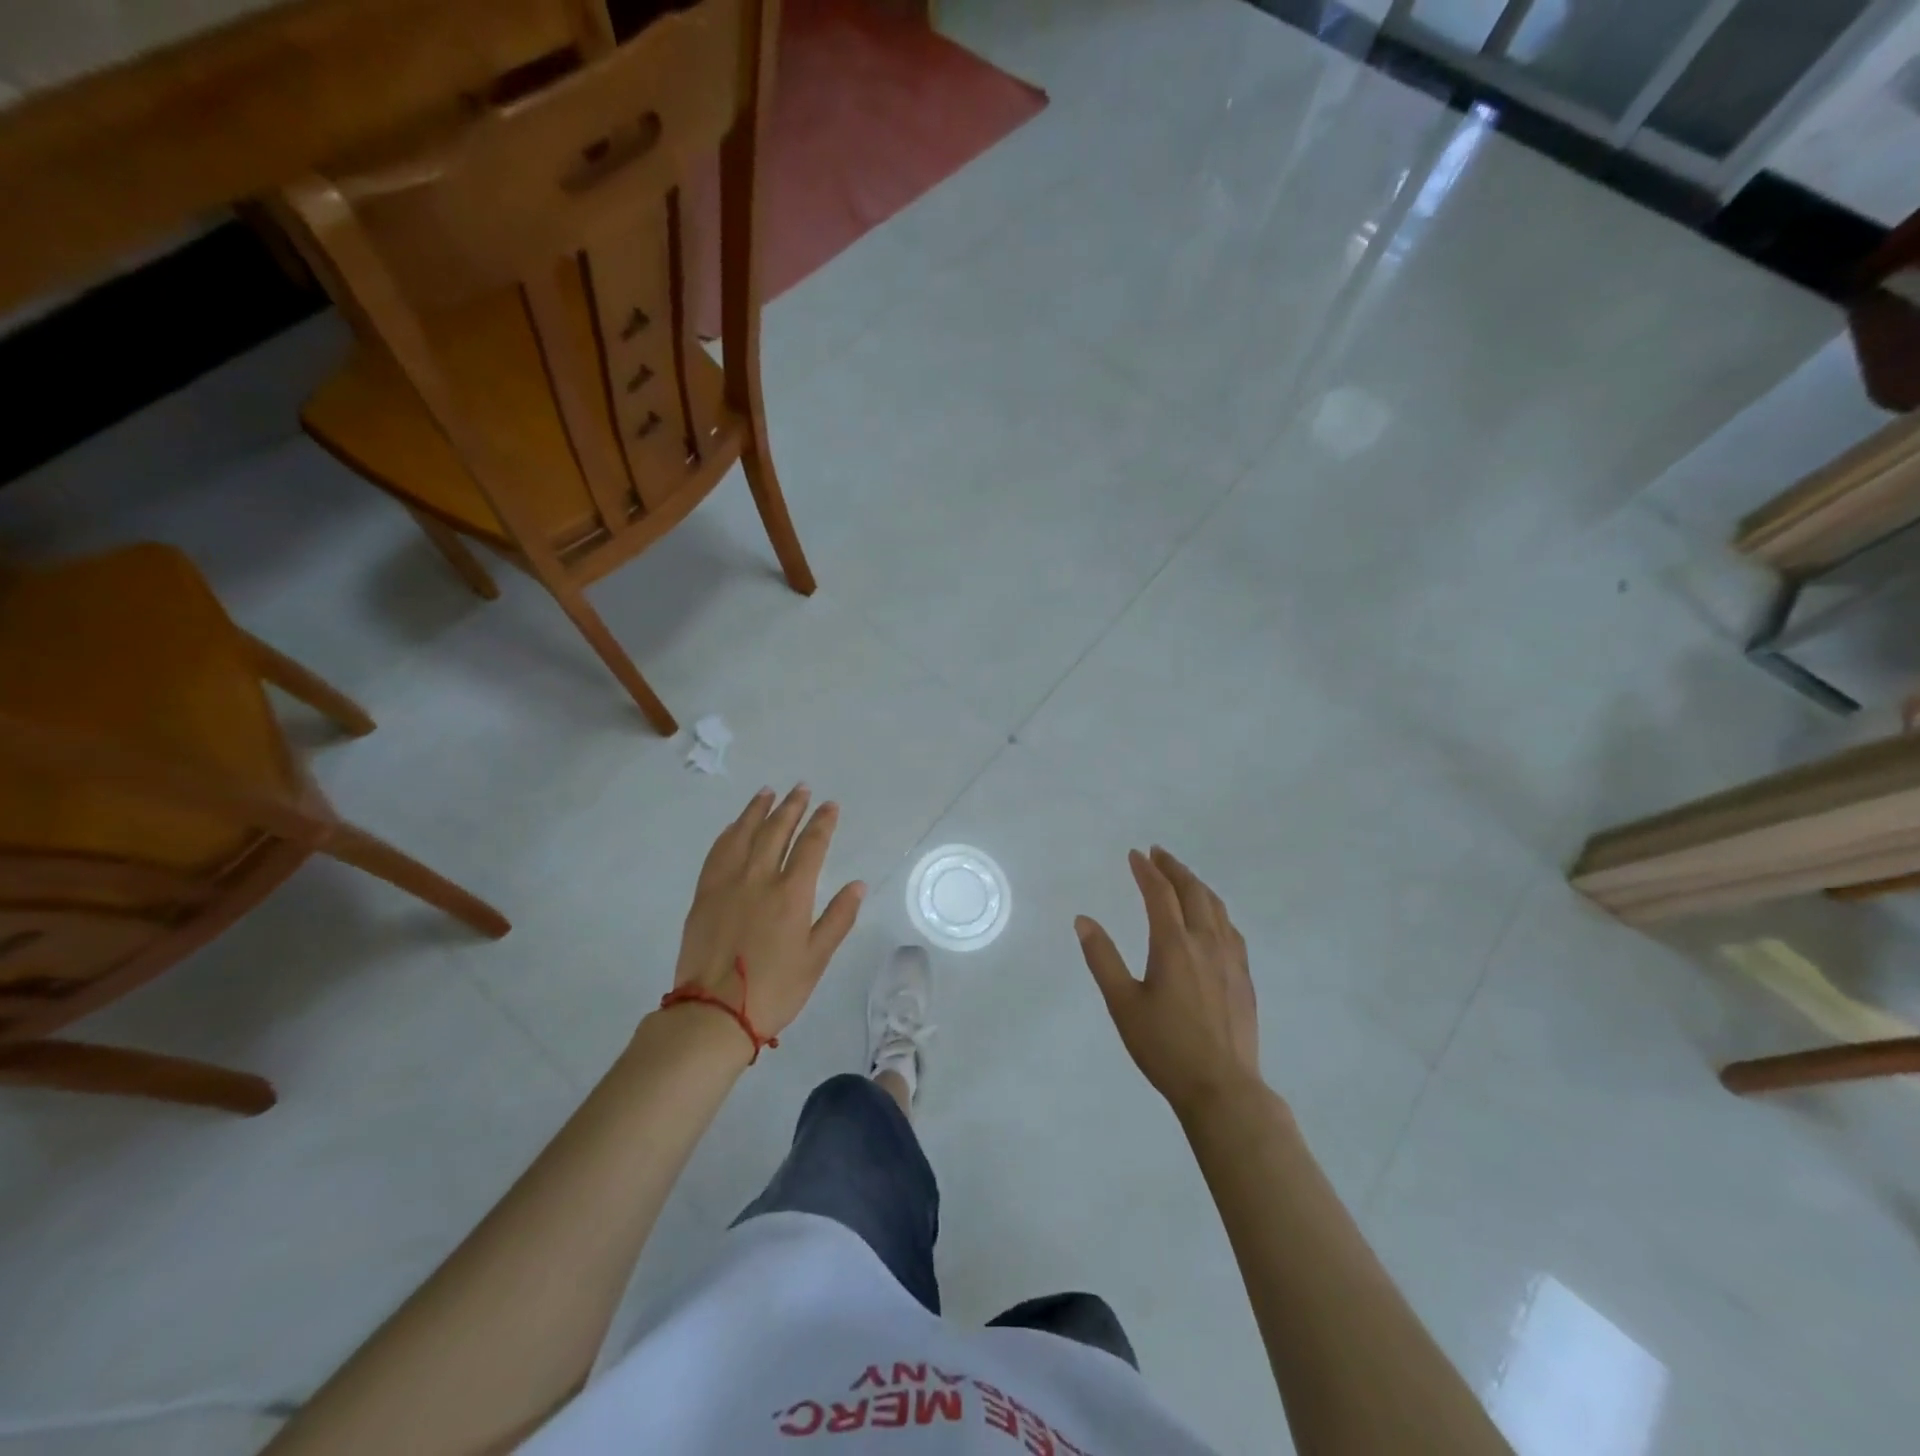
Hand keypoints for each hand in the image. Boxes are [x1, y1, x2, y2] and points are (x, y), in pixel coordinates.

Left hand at [670, 785, 865, 1042]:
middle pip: (777, 831)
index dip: (823, 822)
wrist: (712, 1013)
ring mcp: (727, 884)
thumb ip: (838, 918)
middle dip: (792, 807)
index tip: (830, 805)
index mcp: (791, 894)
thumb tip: (858, 884)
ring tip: (768, 793)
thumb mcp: (816, 959)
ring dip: (758, 810)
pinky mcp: (704, 895)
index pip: (811, 845)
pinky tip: (735, 826)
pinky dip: (729, 833)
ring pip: (744, 834)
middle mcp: (759, 878)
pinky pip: (717, 852)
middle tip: (801, 789)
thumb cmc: (774, 990)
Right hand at [1076, 847, 1260, 1120]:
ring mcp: (1231, 959)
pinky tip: (1213, 919)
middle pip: (1193, 892)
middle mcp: (1205, 942)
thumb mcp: (1122, 1004)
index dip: (1146, 871)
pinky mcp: (1244, 977)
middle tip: (1158, 854)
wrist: (1222, 1088)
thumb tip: (1083, 920)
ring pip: (1216, 907)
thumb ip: (1102, 958)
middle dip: (1174, 868)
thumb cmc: (1165, 1047)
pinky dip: (1216, 911)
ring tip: (1183, 878)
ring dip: (1197, 885)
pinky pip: (1231, 929)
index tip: (1135, 854)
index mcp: (1173, 945)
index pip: (1159, 894)